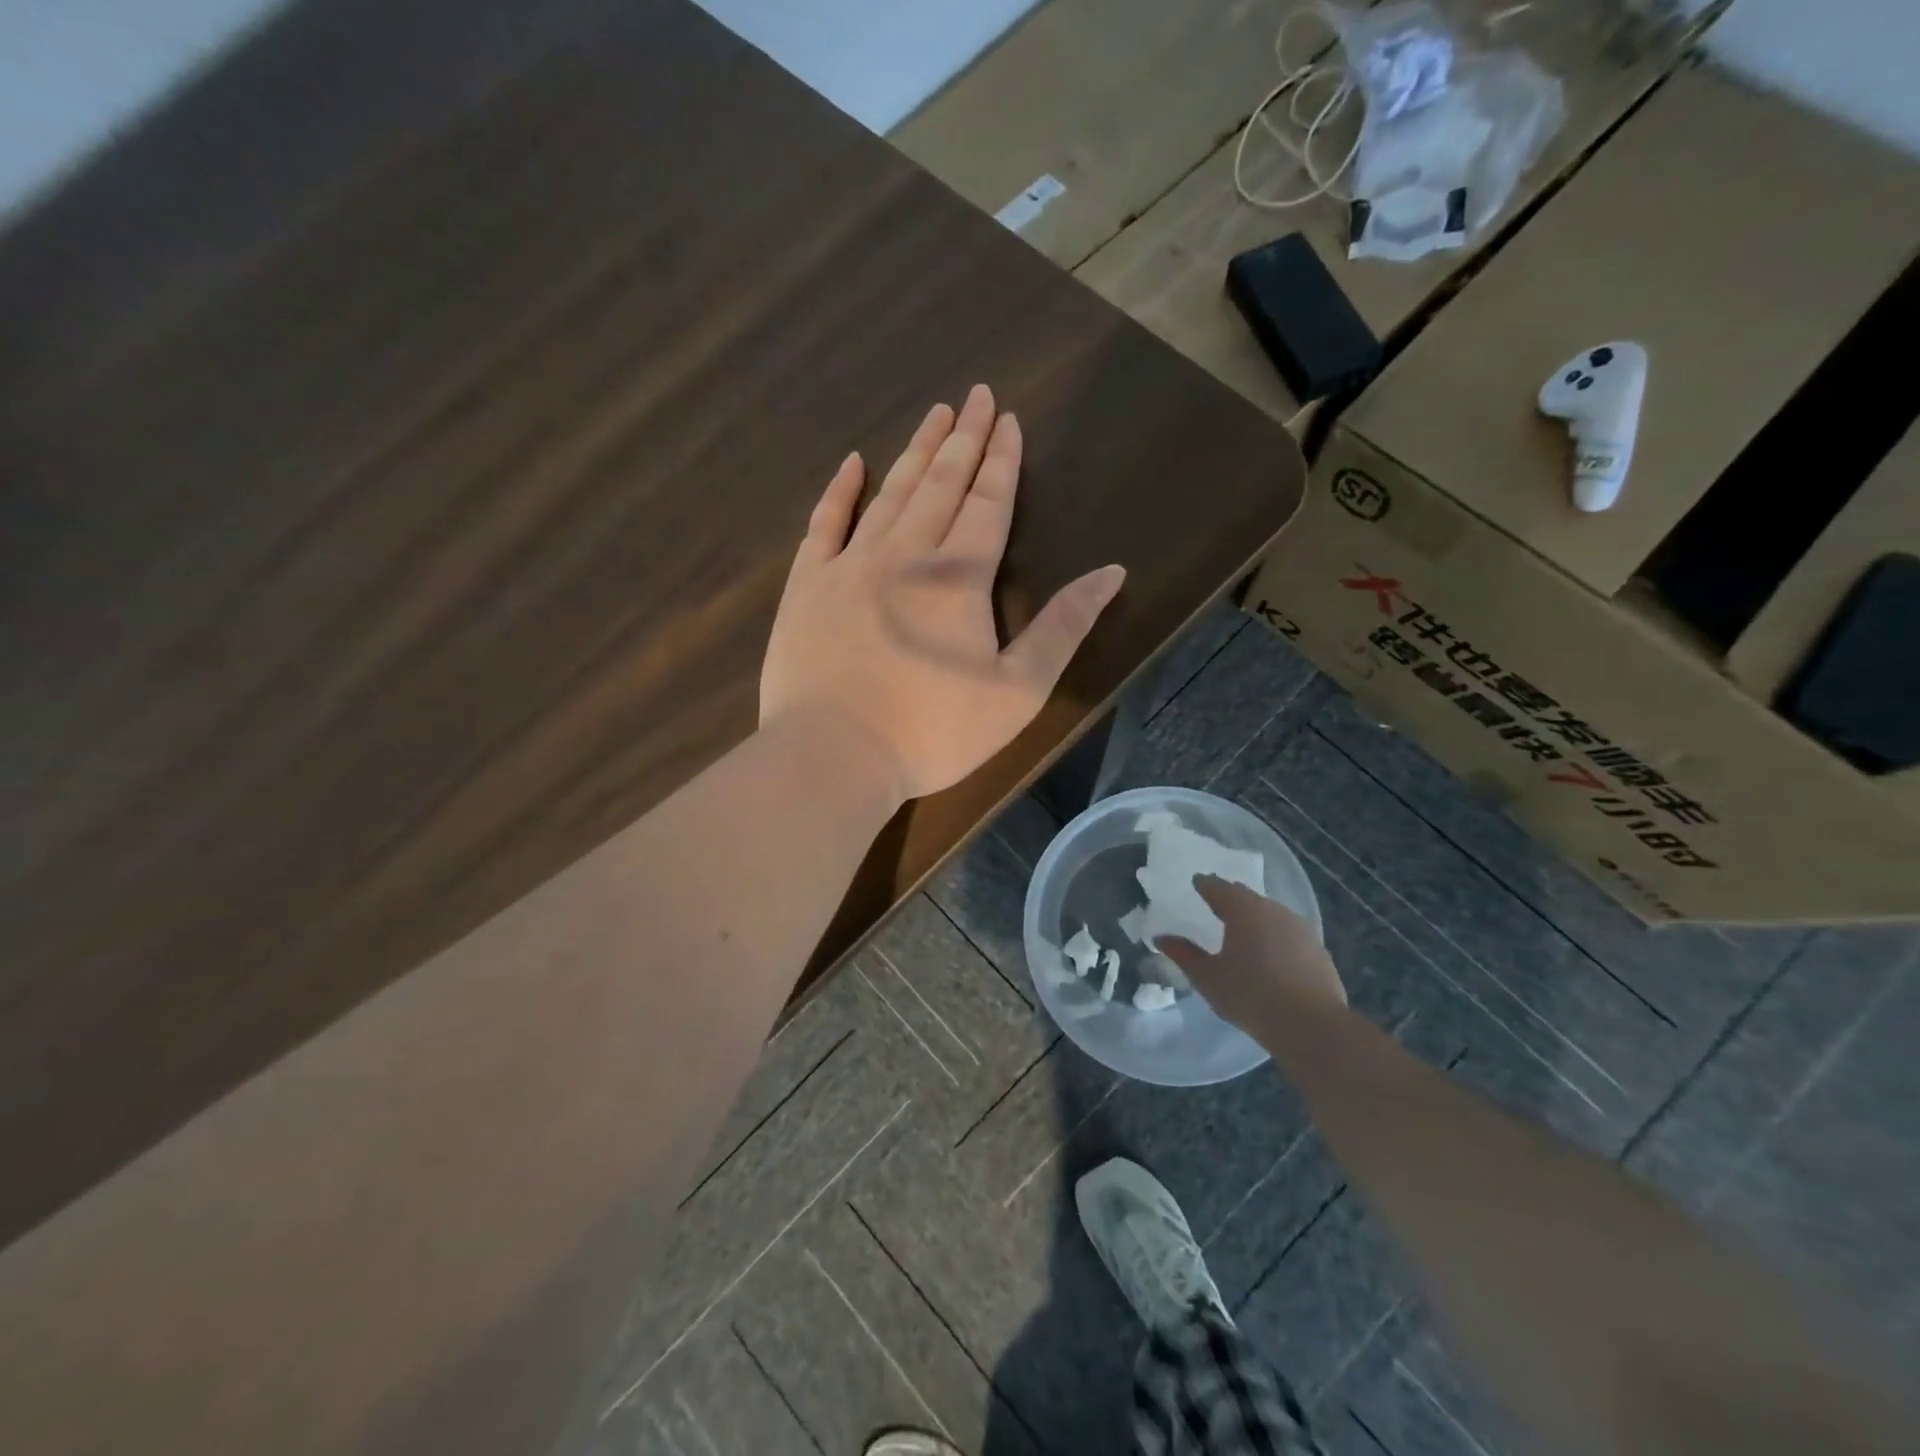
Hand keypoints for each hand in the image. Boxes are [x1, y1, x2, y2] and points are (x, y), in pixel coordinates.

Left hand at [761, 384, 1125, 801]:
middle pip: (941, 484)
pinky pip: (825, 523)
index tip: (1008, 419)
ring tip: (934, 416)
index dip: (1001, 461)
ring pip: (890, 493)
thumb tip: (1112, 573)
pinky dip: (840, 490)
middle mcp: (906, 553)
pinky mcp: (808, 585)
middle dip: (963, 439)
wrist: (834, 755)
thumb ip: (1064, 628)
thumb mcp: (1017, 691)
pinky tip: (853, 463)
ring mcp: (850, 564)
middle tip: (975, 397)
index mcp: (960, 576)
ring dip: (915, 452)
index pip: (988, 503)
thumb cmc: (933, 732)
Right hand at [1161, 877, 1346, 1034]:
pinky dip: (1275, 936)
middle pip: (1246, 896)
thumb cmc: (1250, 996)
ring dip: (1255, 917)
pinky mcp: (1318, 949)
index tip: (1196, 883)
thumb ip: (1184, 954)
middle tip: (1216, 904)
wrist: (1312, 1026)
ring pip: (1270, 913)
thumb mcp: (1208, 978)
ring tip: (1243, 930)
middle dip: (1230, 898)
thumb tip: (1161, 938)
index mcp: (1242, 910)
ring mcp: (1300, 928)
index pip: (1217, 887)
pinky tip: (1271, 954)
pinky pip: (1289, 933)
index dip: (1204, 884)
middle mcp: (1272, 910)